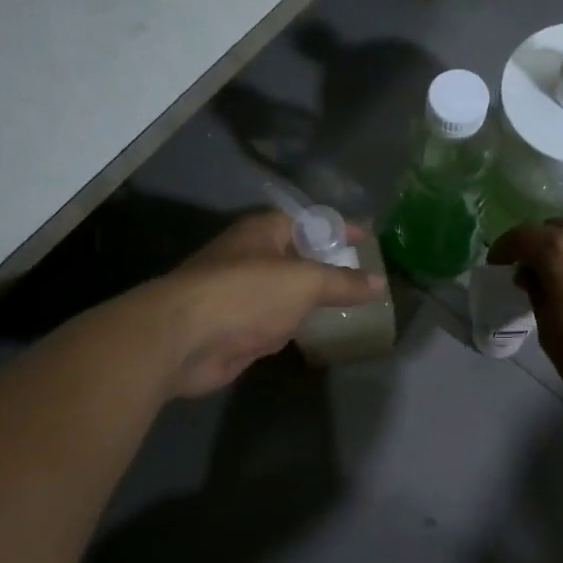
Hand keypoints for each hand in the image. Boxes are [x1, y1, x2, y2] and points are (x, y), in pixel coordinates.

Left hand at [151, 210, 386, 398]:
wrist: (183, 340)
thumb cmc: (246, 294)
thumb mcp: (304, 282)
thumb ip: (343, 283)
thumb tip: (379, 283)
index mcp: (262, 232)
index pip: (308, 222)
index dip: (337, 229)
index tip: (367, 240)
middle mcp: (250, 258)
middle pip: (296, 258)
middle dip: (326, 267)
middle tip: (362, 278)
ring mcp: (240, 295)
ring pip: (284, 294)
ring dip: (309, 301)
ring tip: (347, 307)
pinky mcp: (235, 329)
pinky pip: (272, 324)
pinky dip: (291, 328)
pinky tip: (312, 335)